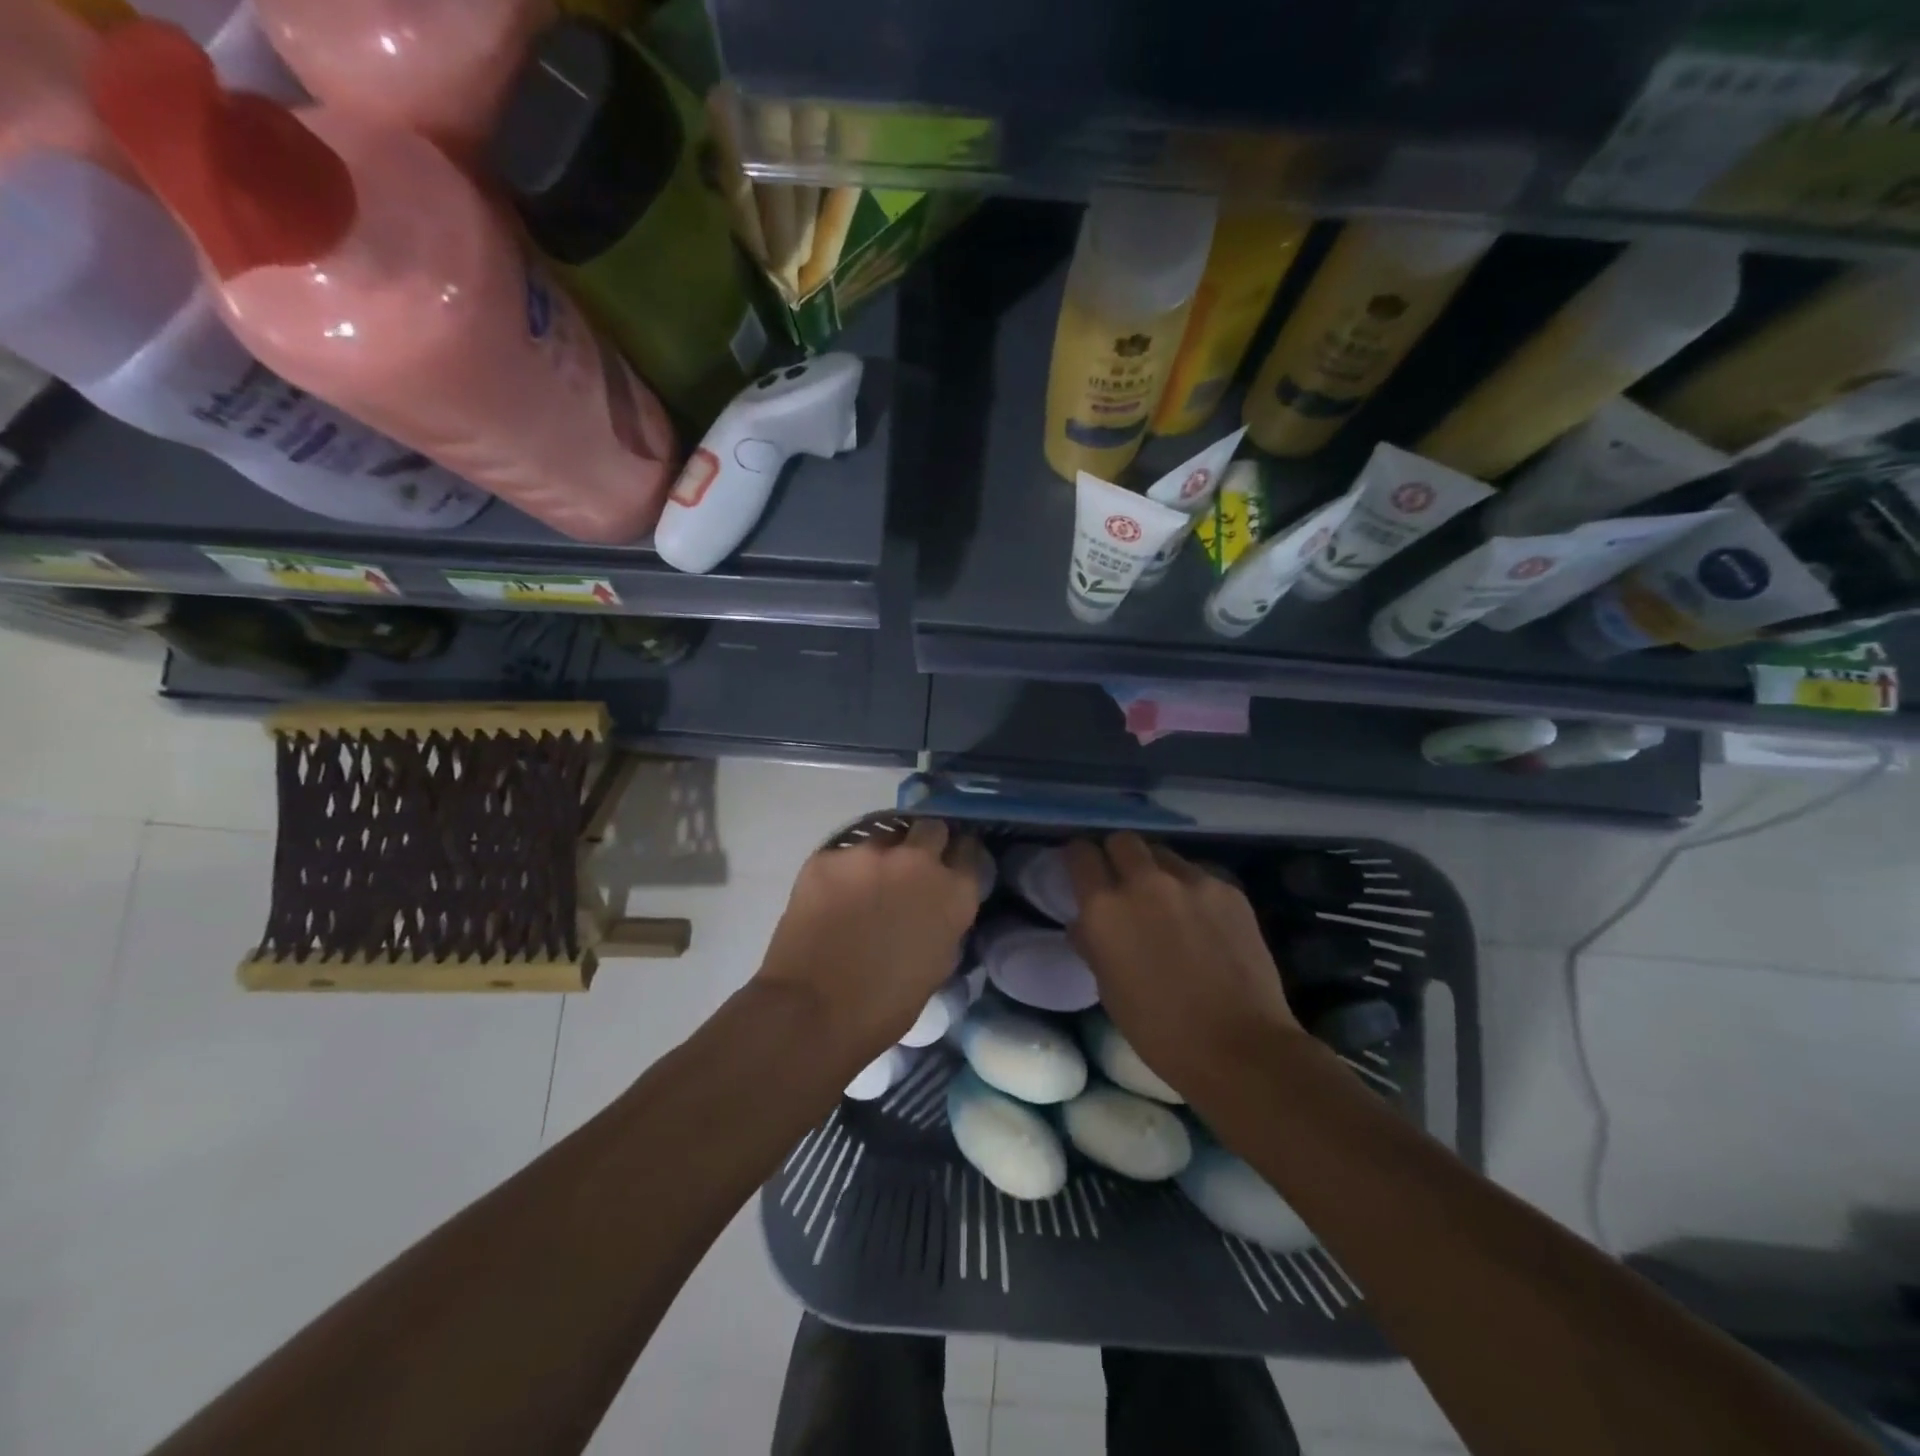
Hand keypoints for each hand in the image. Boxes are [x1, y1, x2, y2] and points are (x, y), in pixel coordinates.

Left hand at [756, 818, 985, 1061]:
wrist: (812, 1011)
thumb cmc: (884, 1007)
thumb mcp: (937, 964)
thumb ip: (944, 922)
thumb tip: (935, 906)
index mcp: (953, 893)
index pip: (969, 850)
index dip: (959, 856)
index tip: (949, 864)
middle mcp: (918, 861)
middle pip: (932, 828)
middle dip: (925, 842)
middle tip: (910, 868)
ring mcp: (870, 854)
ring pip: (884, 837)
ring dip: (881, 857)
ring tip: (864, 885)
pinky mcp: (828, 856)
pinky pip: (843, 854)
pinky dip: (842, 872)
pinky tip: (831, 898)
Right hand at [1065, 833, 1302, 1097]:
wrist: (1238, 1047)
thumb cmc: (1159, 1030)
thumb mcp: (1108, 988)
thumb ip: (1092, 942)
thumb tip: (1085, 922)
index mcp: (1105, 907)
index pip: (1081, 853)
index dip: (1079, 859)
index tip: (1082, 872)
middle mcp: (1144, 881)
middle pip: (1123, 840)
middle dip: (1118, 855)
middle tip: (1123, 882)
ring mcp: (1191, 881)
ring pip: (1164, 854)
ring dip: (1156, 870)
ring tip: (1166, 901)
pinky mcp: (1229, 890)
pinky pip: (1199, 875)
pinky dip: (1192, 890)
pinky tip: (1203, 921)